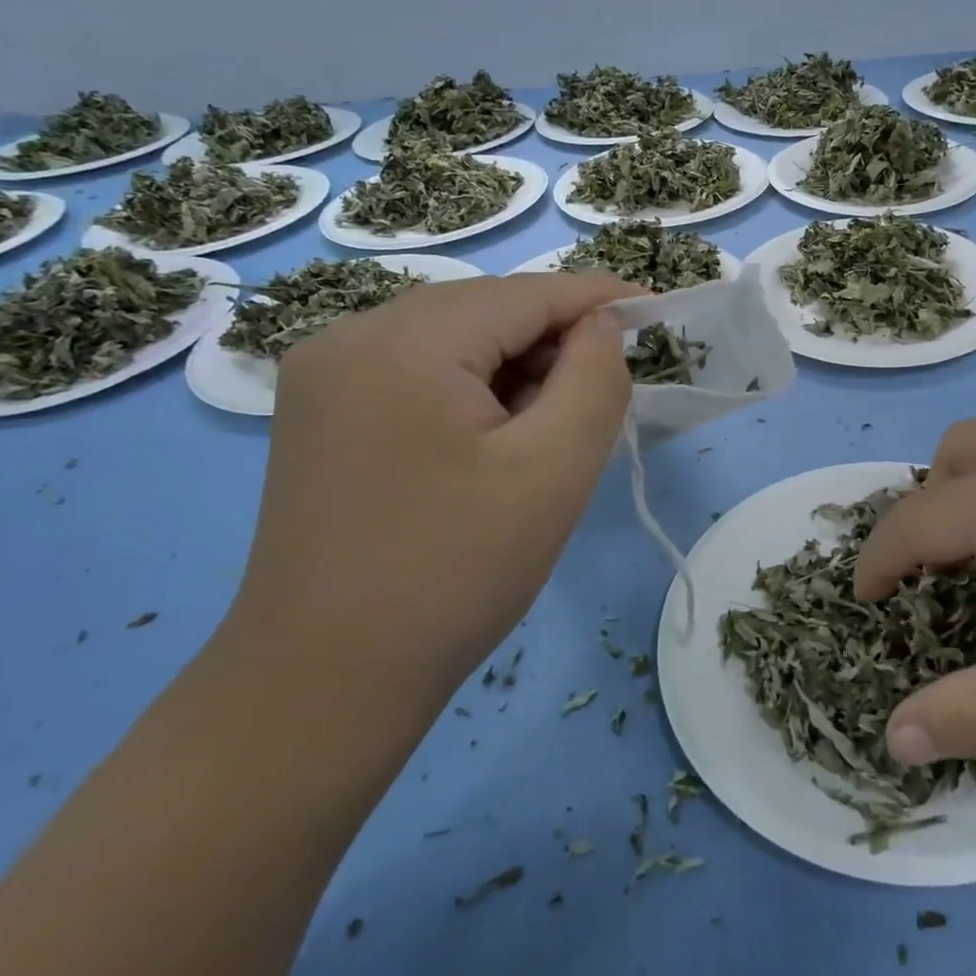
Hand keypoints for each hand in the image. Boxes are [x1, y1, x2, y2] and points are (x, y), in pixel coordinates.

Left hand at [226, 272, 640, 692]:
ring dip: (513, 368)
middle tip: (603, 394)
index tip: (656, 311)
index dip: (598, 298)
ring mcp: (324, 376)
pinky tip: (493, 441)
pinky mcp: (318, 414)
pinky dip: (471, 389)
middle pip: (484, 311)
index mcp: (403, 342)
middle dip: (554, 341)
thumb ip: (595, 378)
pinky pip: (416, 372)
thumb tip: (601, 326)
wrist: (325, 682)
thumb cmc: (456, 572)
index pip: (525, 294)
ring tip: (549, 429)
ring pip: (451, 341)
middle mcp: (350, 336)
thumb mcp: (554, 469)